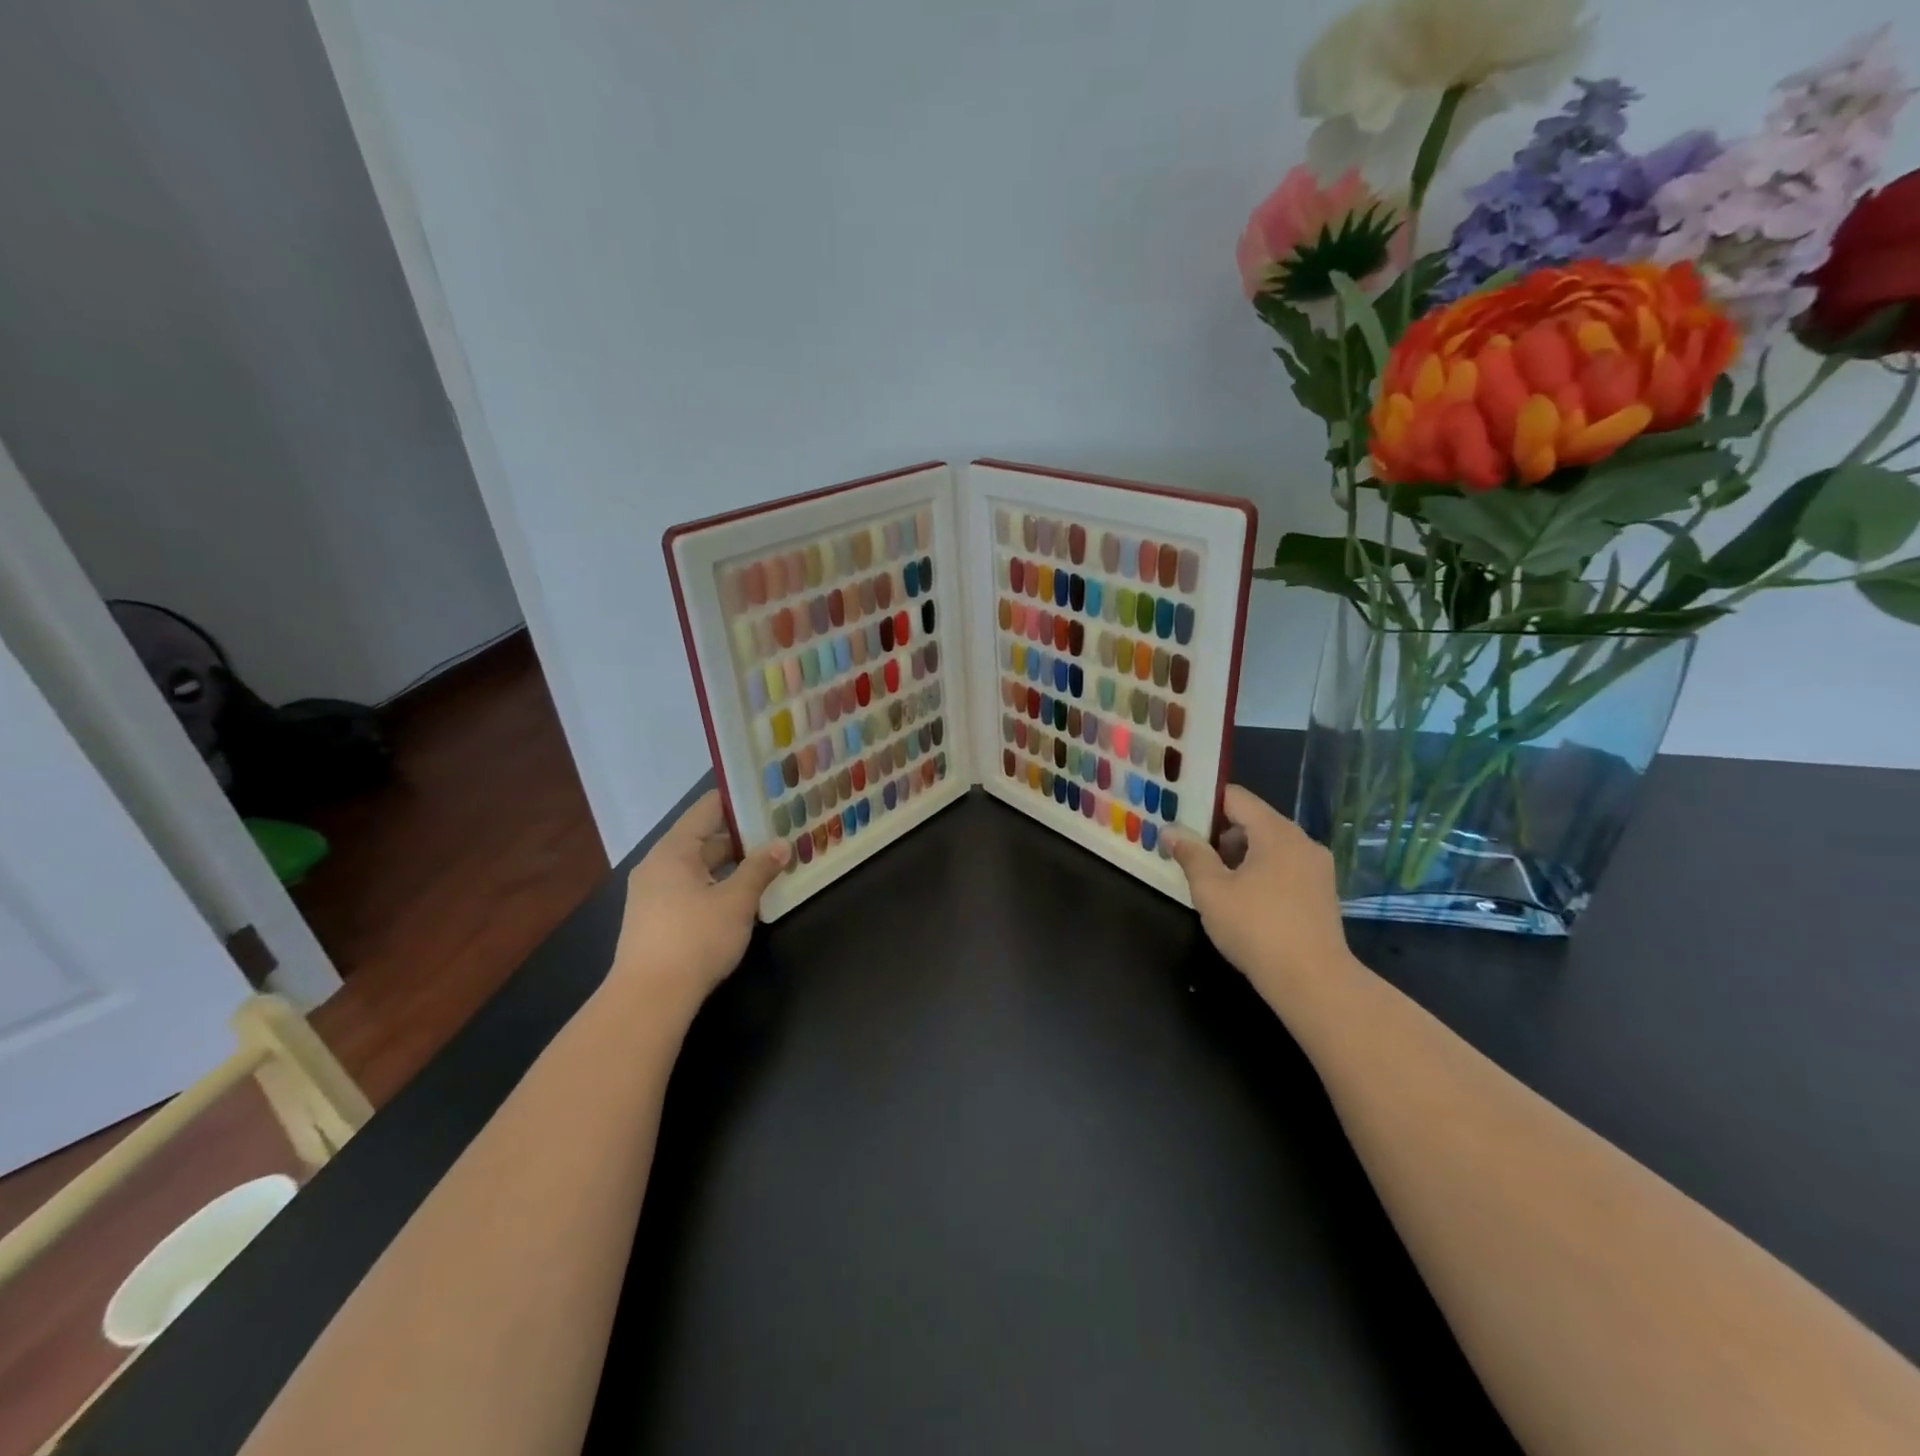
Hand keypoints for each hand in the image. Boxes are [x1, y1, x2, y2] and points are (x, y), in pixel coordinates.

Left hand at [607, 790, 787, 1014]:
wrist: (649, 999)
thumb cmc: (695, 939)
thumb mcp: (737, 901)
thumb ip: (760, 869)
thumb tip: (782, 844)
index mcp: (674, 849)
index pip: (709, 807)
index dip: (740, 799)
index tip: (770, 796)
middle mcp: (659, 864)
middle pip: (705, 837)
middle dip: (743, 837)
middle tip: (781, 832)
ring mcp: (654, 892)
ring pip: (700, 866)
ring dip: (732, 864)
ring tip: (770, 863)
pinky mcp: (656, 918)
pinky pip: (692, 887)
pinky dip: (717, 884)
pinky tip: (743, 896)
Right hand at [1167, 785, 1357, 1010]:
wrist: (1313, 982)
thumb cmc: (1256, 928)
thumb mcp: (1211, 890)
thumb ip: (1191, 854)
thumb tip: (1171, 830)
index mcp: (1276, 832)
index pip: (1236, 797)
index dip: (1204, 802)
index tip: (1178, 815)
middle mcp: (1302, 841)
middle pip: (1253, 820)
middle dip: (1218, 833)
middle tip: (1187, 850)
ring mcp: (1316, 868)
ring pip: (1269, 846)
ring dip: (1238, 855)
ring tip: (1210, 878)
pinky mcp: (1321, 894)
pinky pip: (1283, 868)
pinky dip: (1259, 872)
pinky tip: (1241, 899)